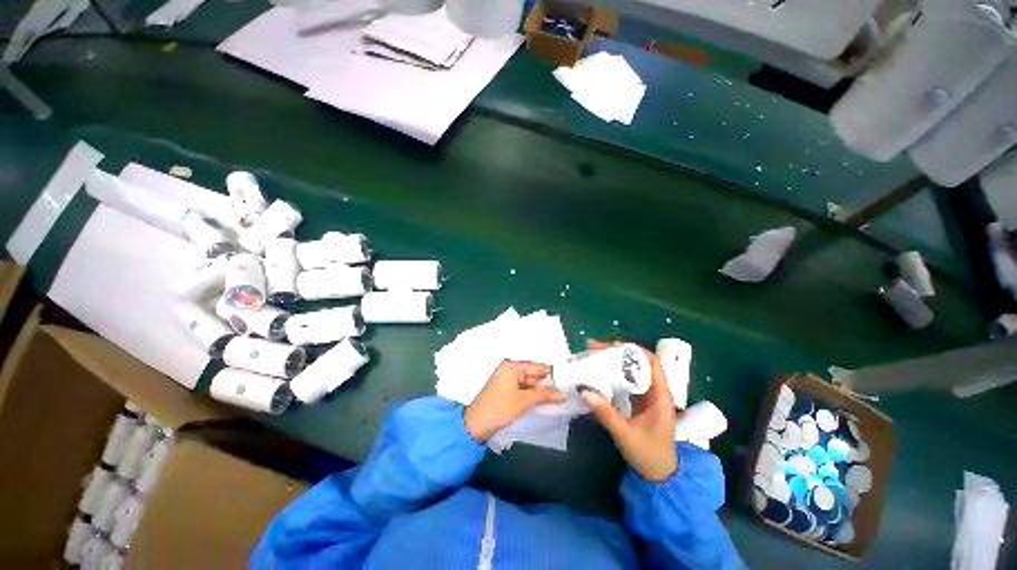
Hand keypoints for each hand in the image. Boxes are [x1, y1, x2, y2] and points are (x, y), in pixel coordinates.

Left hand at [465, 360, 564, 442]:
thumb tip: (564, 393)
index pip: (538, 367)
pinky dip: (534, 396)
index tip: (570, 382)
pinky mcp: (507, 391)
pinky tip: (547, 403)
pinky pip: (525, 390)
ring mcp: (508, 380)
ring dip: (543, 392)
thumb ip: (544, 395)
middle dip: (549, 385)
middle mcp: (510, 369)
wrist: (475, 426)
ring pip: (531, 384)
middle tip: (568, 393)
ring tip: (561, 399)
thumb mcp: (523, 401)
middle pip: (535, 375)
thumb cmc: (499, 409)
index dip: (554, 375)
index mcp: (512, 366)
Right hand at [581, 340, 677, 481]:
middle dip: (617, 353)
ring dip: (613, 362)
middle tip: (594, 349)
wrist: (659, 476)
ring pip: (631, 371)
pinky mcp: (639, 402)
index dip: (634, 351)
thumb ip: (605, 413)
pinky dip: (613, 374)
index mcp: (660, 396)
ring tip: (593, 356)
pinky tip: (599, 373)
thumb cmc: (648, 455)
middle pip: (638, 363)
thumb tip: (584, 391)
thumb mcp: (625, 434)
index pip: (652, 363)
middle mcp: (655, 391)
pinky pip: (626, 381)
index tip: (612, 346)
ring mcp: (647, 396)